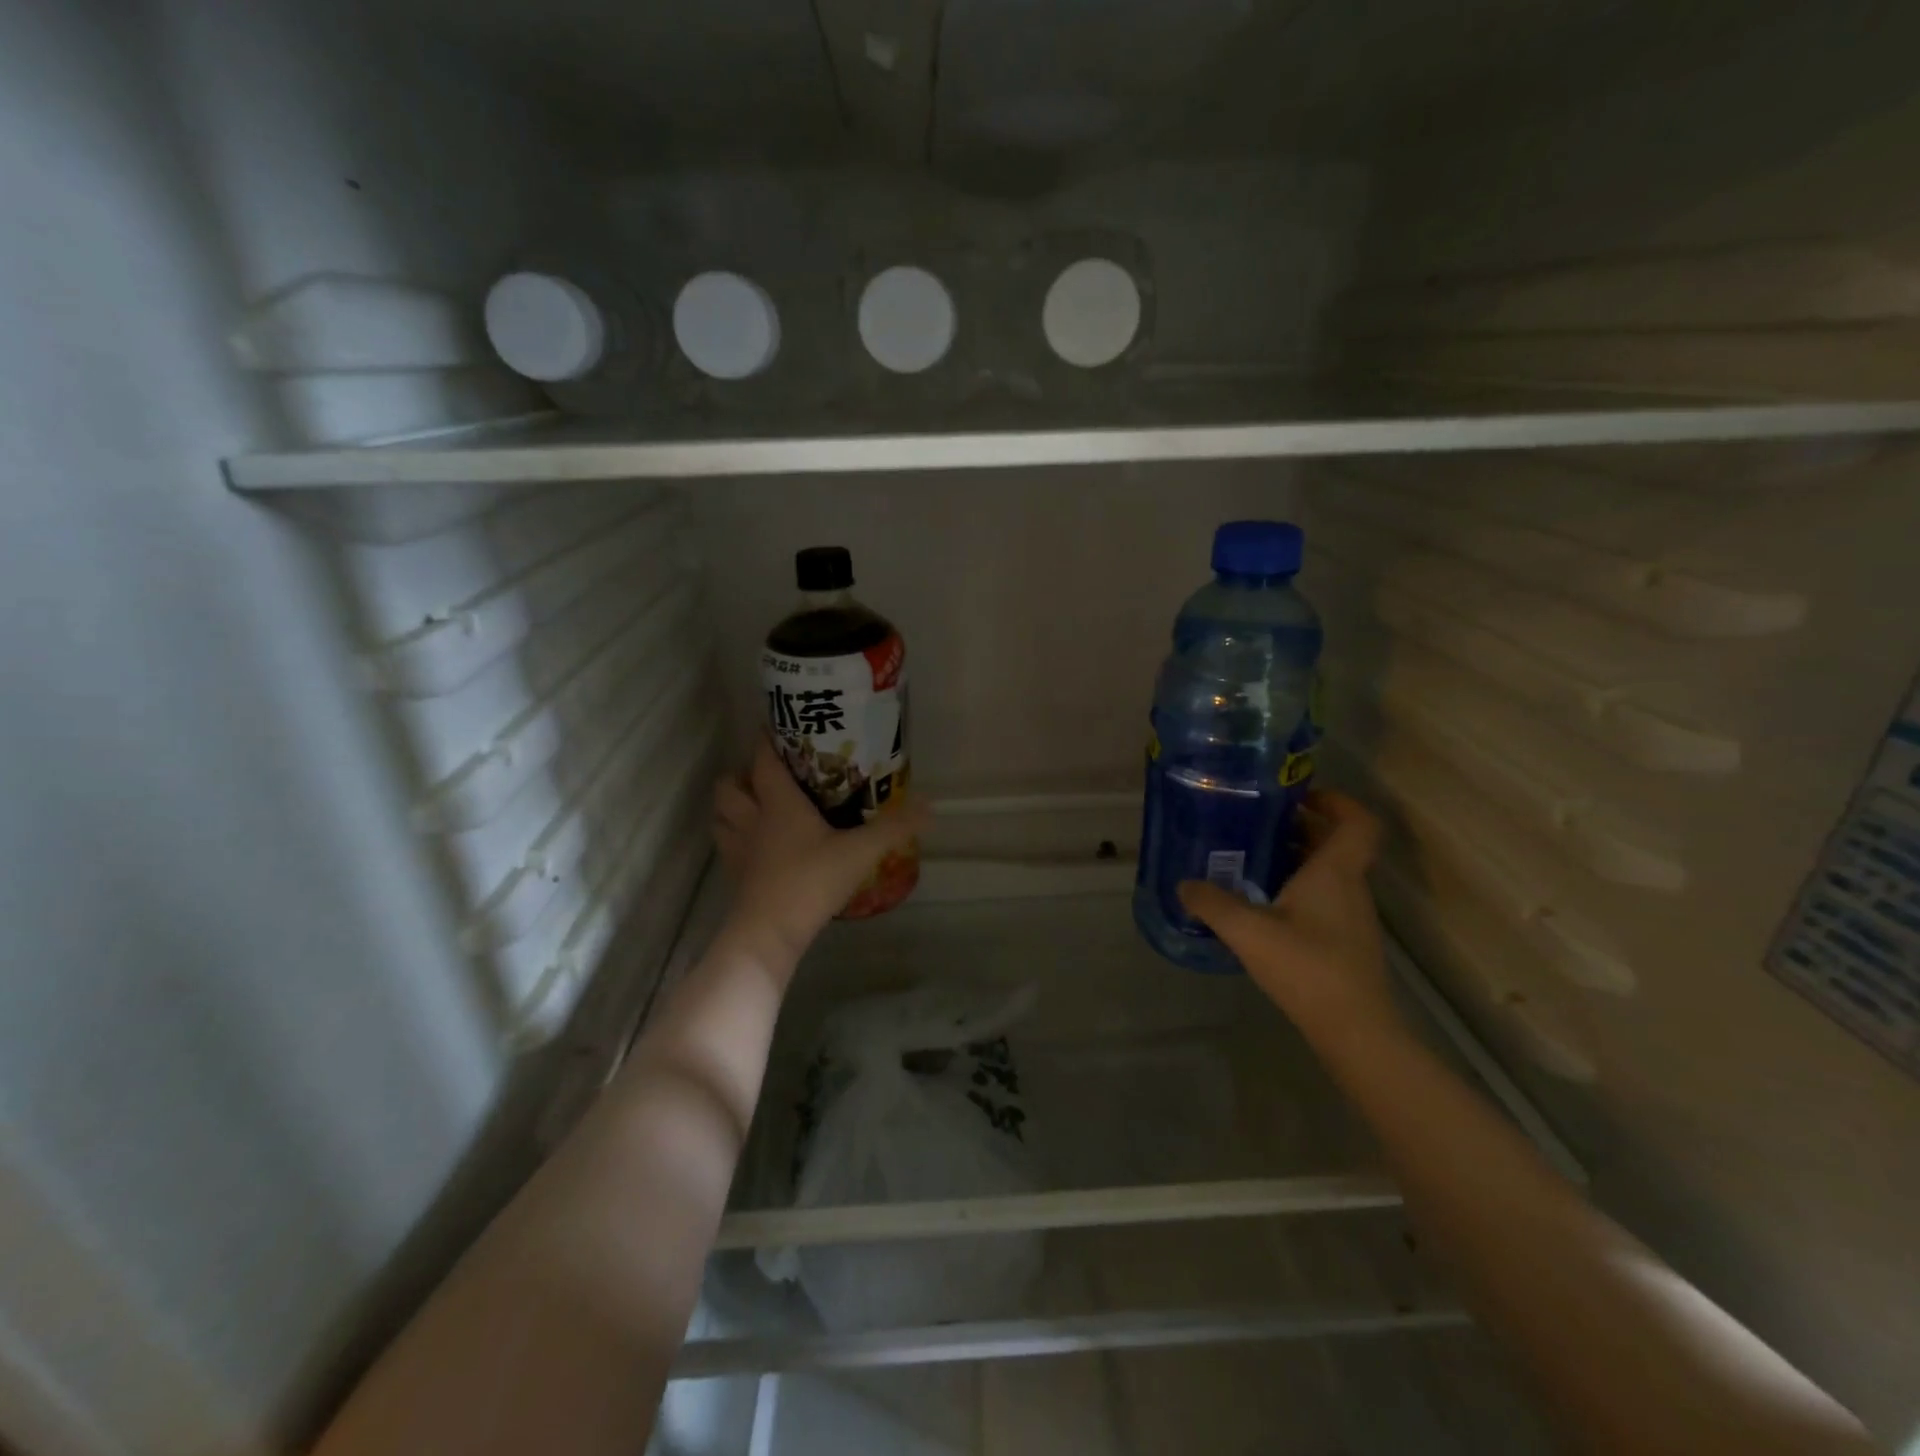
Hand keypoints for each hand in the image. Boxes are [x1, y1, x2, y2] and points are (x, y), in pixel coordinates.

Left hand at [713, 736, 926, 969]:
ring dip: (732, 806)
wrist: (770, 933)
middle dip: (741, 774)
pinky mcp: (735, 876)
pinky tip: (757, 846)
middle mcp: (751, 819)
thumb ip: (894, 827)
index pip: (763, 760)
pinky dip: (735, 839)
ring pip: (721, 815)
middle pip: (728, 785)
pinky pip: (727, 846)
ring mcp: (738, 849)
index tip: (776, 727)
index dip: (766, 740)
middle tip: (767, 775)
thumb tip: (929, 806)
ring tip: (755, 806)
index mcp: (777, 803)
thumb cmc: (811, 880)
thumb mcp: (860, 852)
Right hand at [1177, 791, 1401, 1052]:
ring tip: (1248, 861)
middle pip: (1335, 843)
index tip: (1300, 796)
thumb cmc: (1307, 967)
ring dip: (1295, 859)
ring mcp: (1350, 917)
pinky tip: (1261, 906)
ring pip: (1327, 872)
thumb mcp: (1248, 931)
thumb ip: (1211, 903)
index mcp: (1335, 872)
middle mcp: (1349, 887)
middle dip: (1299, 827)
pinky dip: (1296, 889)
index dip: (1336, 800)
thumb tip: (1184, 884)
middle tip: (1255, 824)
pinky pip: (1322, 898)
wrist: (1354, 1030)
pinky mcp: (1344, 942)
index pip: (1357, 821)